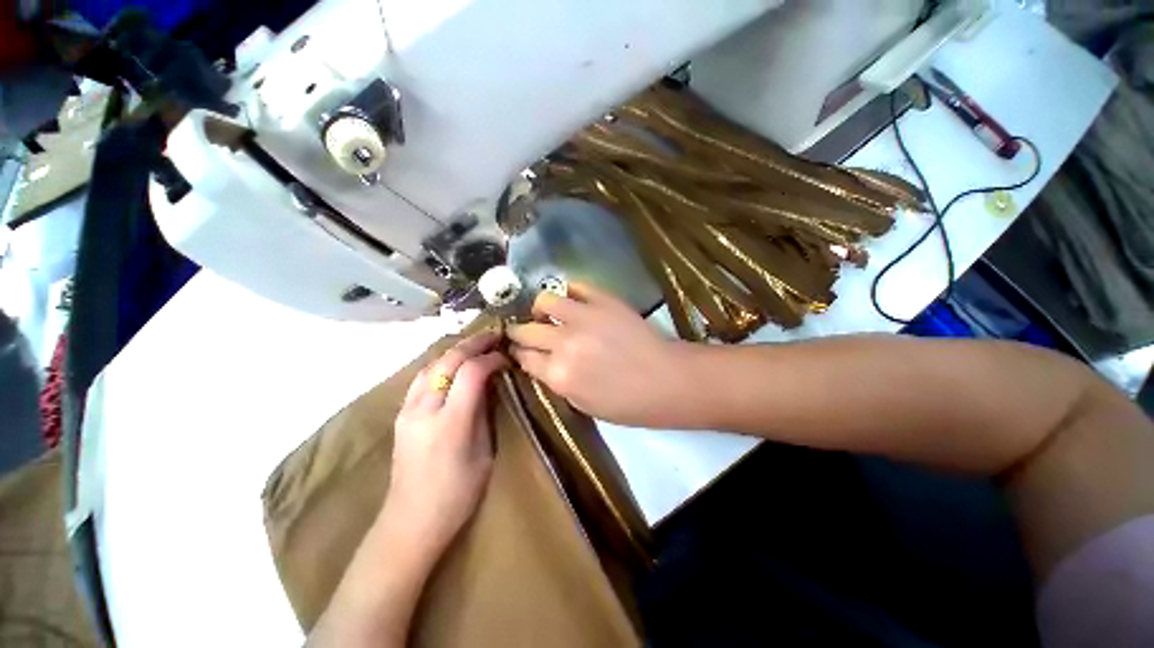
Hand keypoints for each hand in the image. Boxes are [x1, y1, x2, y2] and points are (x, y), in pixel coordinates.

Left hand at [381, 332, 507, 560]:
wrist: (411, 522)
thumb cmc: (458, 494)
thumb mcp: (485, 453)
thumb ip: (485, 412)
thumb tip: (492, 382)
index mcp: (450, 423)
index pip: (471, 372)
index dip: (491, 358)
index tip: (506, 357)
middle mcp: (424, 409)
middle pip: (448, 360)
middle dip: (474, 344)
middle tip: (495, 336)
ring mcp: (407, 410)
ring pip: (431, 363)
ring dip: (456, 349)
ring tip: (477, 344)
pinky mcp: (401, 413)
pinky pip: (422, 375)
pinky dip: (441, 361)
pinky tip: (454, 362)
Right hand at [508, 284, 695, 427]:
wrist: (667, 380)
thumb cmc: (628, 404)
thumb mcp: (584, 405)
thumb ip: (557, 382)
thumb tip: (543, 363)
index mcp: (559, 375)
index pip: (524, 357)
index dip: (519, 353)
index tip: (519, 351)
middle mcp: (564, 343)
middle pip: (526, 330)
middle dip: (519, 332)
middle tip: (525, 332)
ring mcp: (583, 317)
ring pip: (544, 301)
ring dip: (540, 309)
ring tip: (547, 314)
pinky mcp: (603, 300)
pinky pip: (575, 286)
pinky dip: (568, 293)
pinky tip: (571, 301)